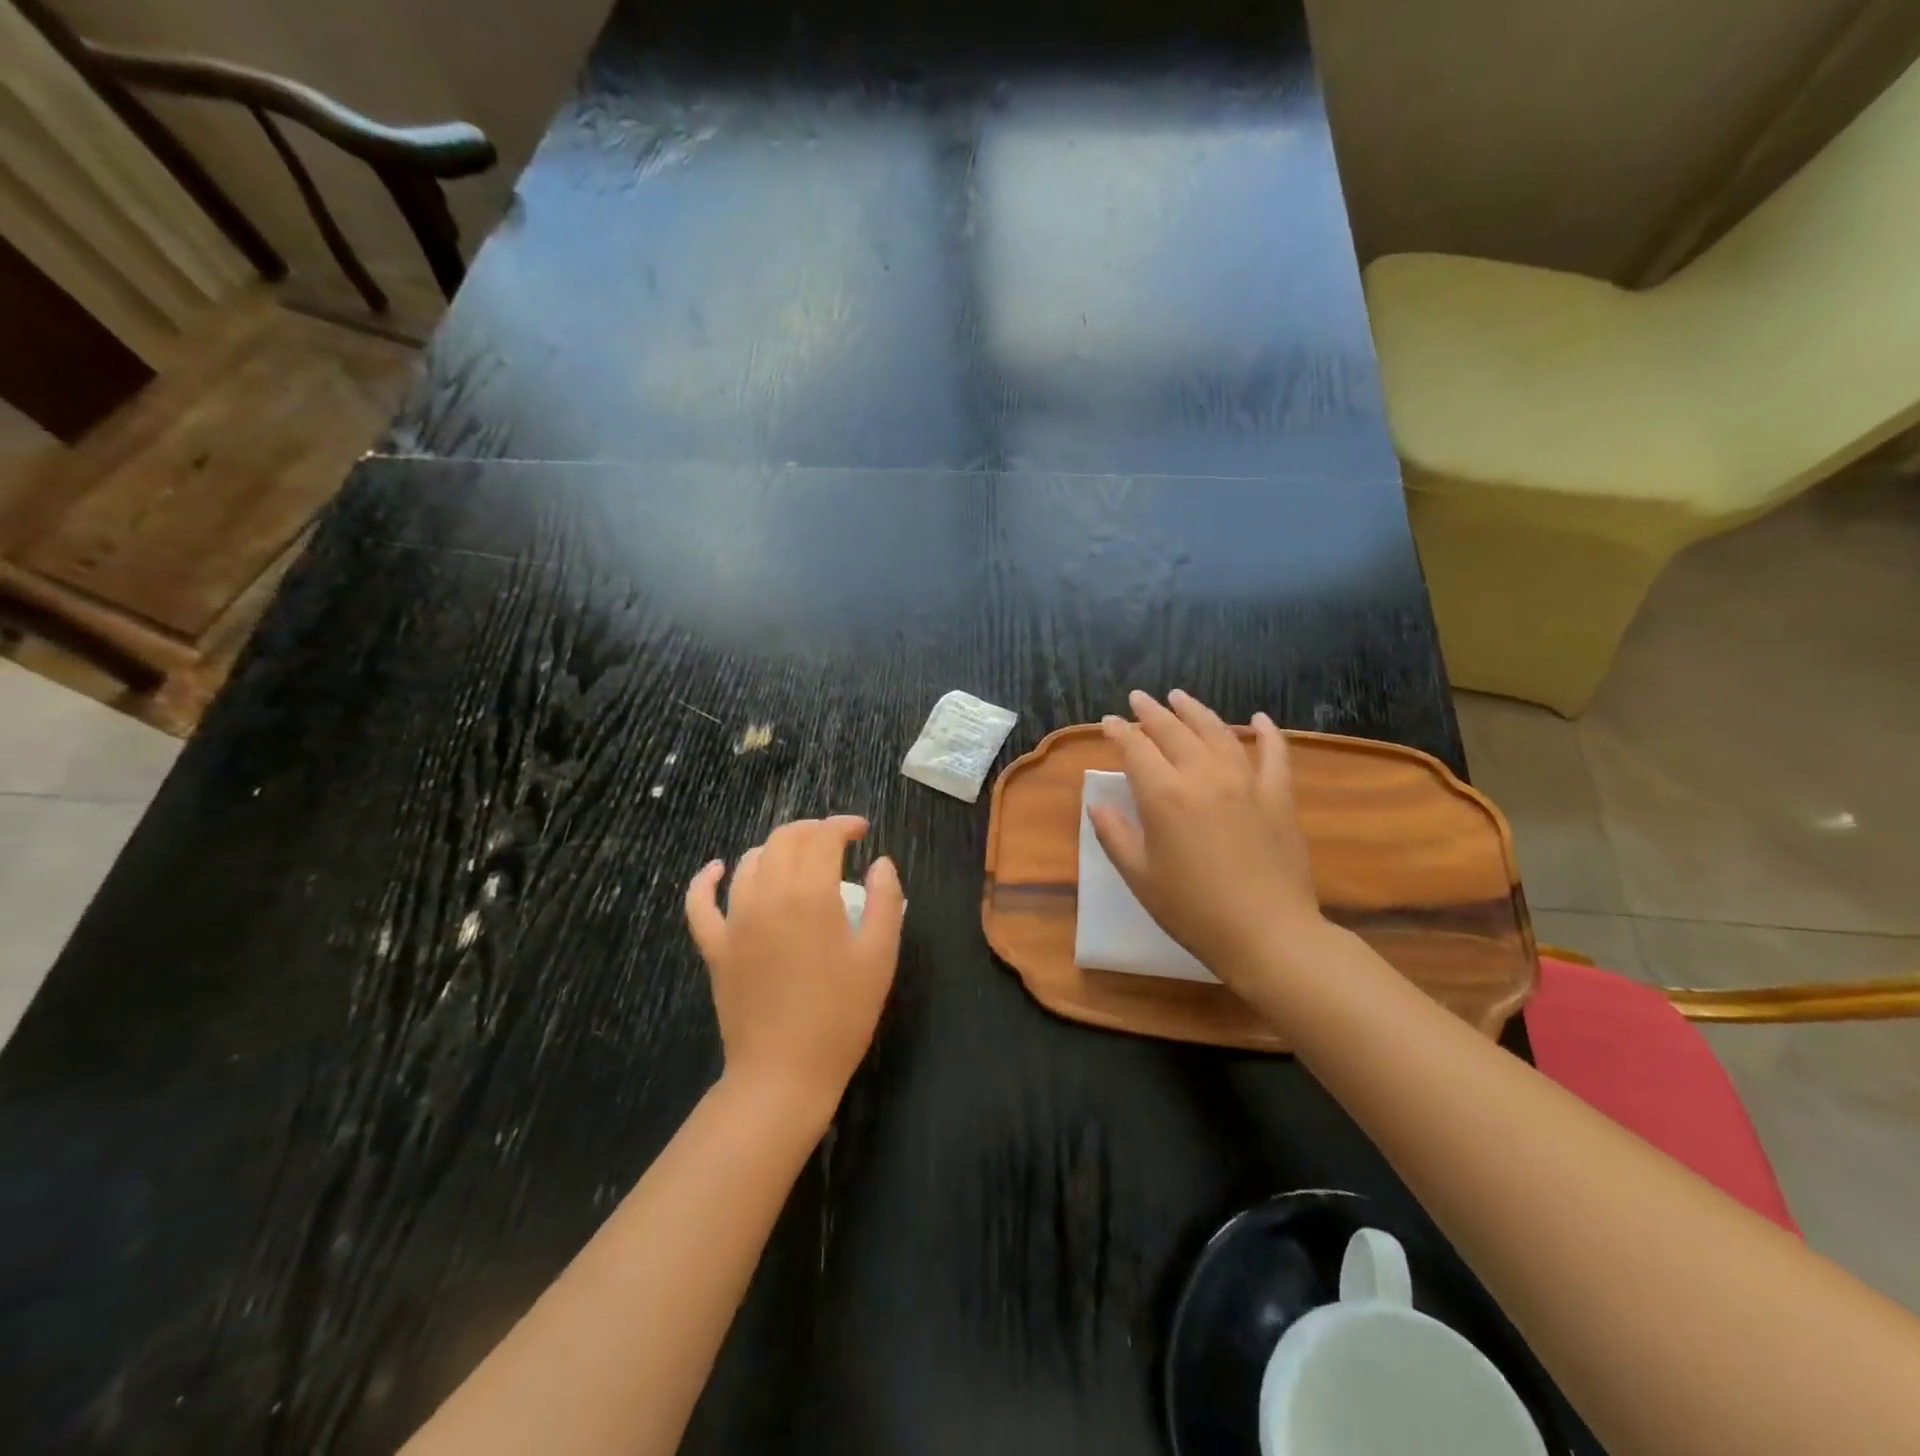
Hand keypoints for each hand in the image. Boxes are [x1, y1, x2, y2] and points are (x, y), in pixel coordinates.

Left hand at [685, 817, 904, 1124]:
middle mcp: (767, 894)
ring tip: (799, 858)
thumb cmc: (841, 1014)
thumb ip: (886, 900)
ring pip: (750, 862)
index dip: (843, 825)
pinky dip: (707, 879)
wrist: (784, 1073)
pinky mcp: (715, 946)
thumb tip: (881, 862)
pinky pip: (700, 902)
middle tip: (836, 841)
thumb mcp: (880, 956)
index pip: (823, 837)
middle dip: (812, 830)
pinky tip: (717, 870)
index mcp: (810, 894)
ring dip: (776, 849)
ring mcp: (734, 920)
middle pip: (784, 840)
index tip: (862, 831)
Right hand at [1089, 690, 1324, 989]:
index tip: (1107, 722)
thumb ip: (1115, 835)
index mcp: (1164, 795)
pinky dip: (1266, 733)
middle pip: (1173, 731)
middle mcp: (1203, 776)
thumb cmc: (1193, 910)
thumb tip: (1098, 805)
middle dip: (1152, 712)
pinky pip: (1274, 754)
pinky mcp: (1278, 796)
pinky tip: (1259, 719)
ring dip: (1196, 711)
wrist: (1267, 933)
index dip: (1118, 732)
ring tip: (1181, 697)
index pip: (1135, 749)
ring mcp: (1245, 782)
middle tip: (1139, 698)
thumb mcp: (1140, 877)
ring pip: (1217, 732)